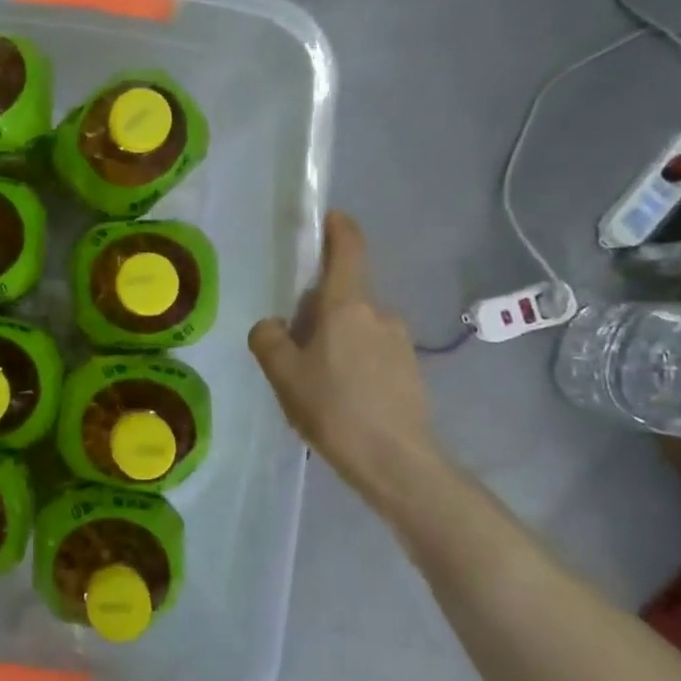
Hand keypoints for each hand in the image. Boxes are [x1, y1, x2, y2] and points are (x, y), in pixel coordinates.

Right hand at [248, 210, 446, 512]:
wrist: (396, 463)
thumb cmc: (334, 409)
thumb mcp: (283, 374)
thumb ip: (268, 339)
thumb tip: (273, 326)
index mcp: (347, 306)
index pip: (348, 250)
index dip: (339, 228)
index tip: (330, 217)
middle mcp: (379, 315)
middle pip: (345, 297)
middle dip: (320, 310)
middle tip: (295, 347)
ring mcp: (400, 344)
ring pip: (359, 328)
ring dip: (338, 341)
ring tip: (318, 384)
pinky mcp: (411, 372)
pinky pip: (374, 354)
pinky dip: (355, 364)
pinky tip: (343, 401)